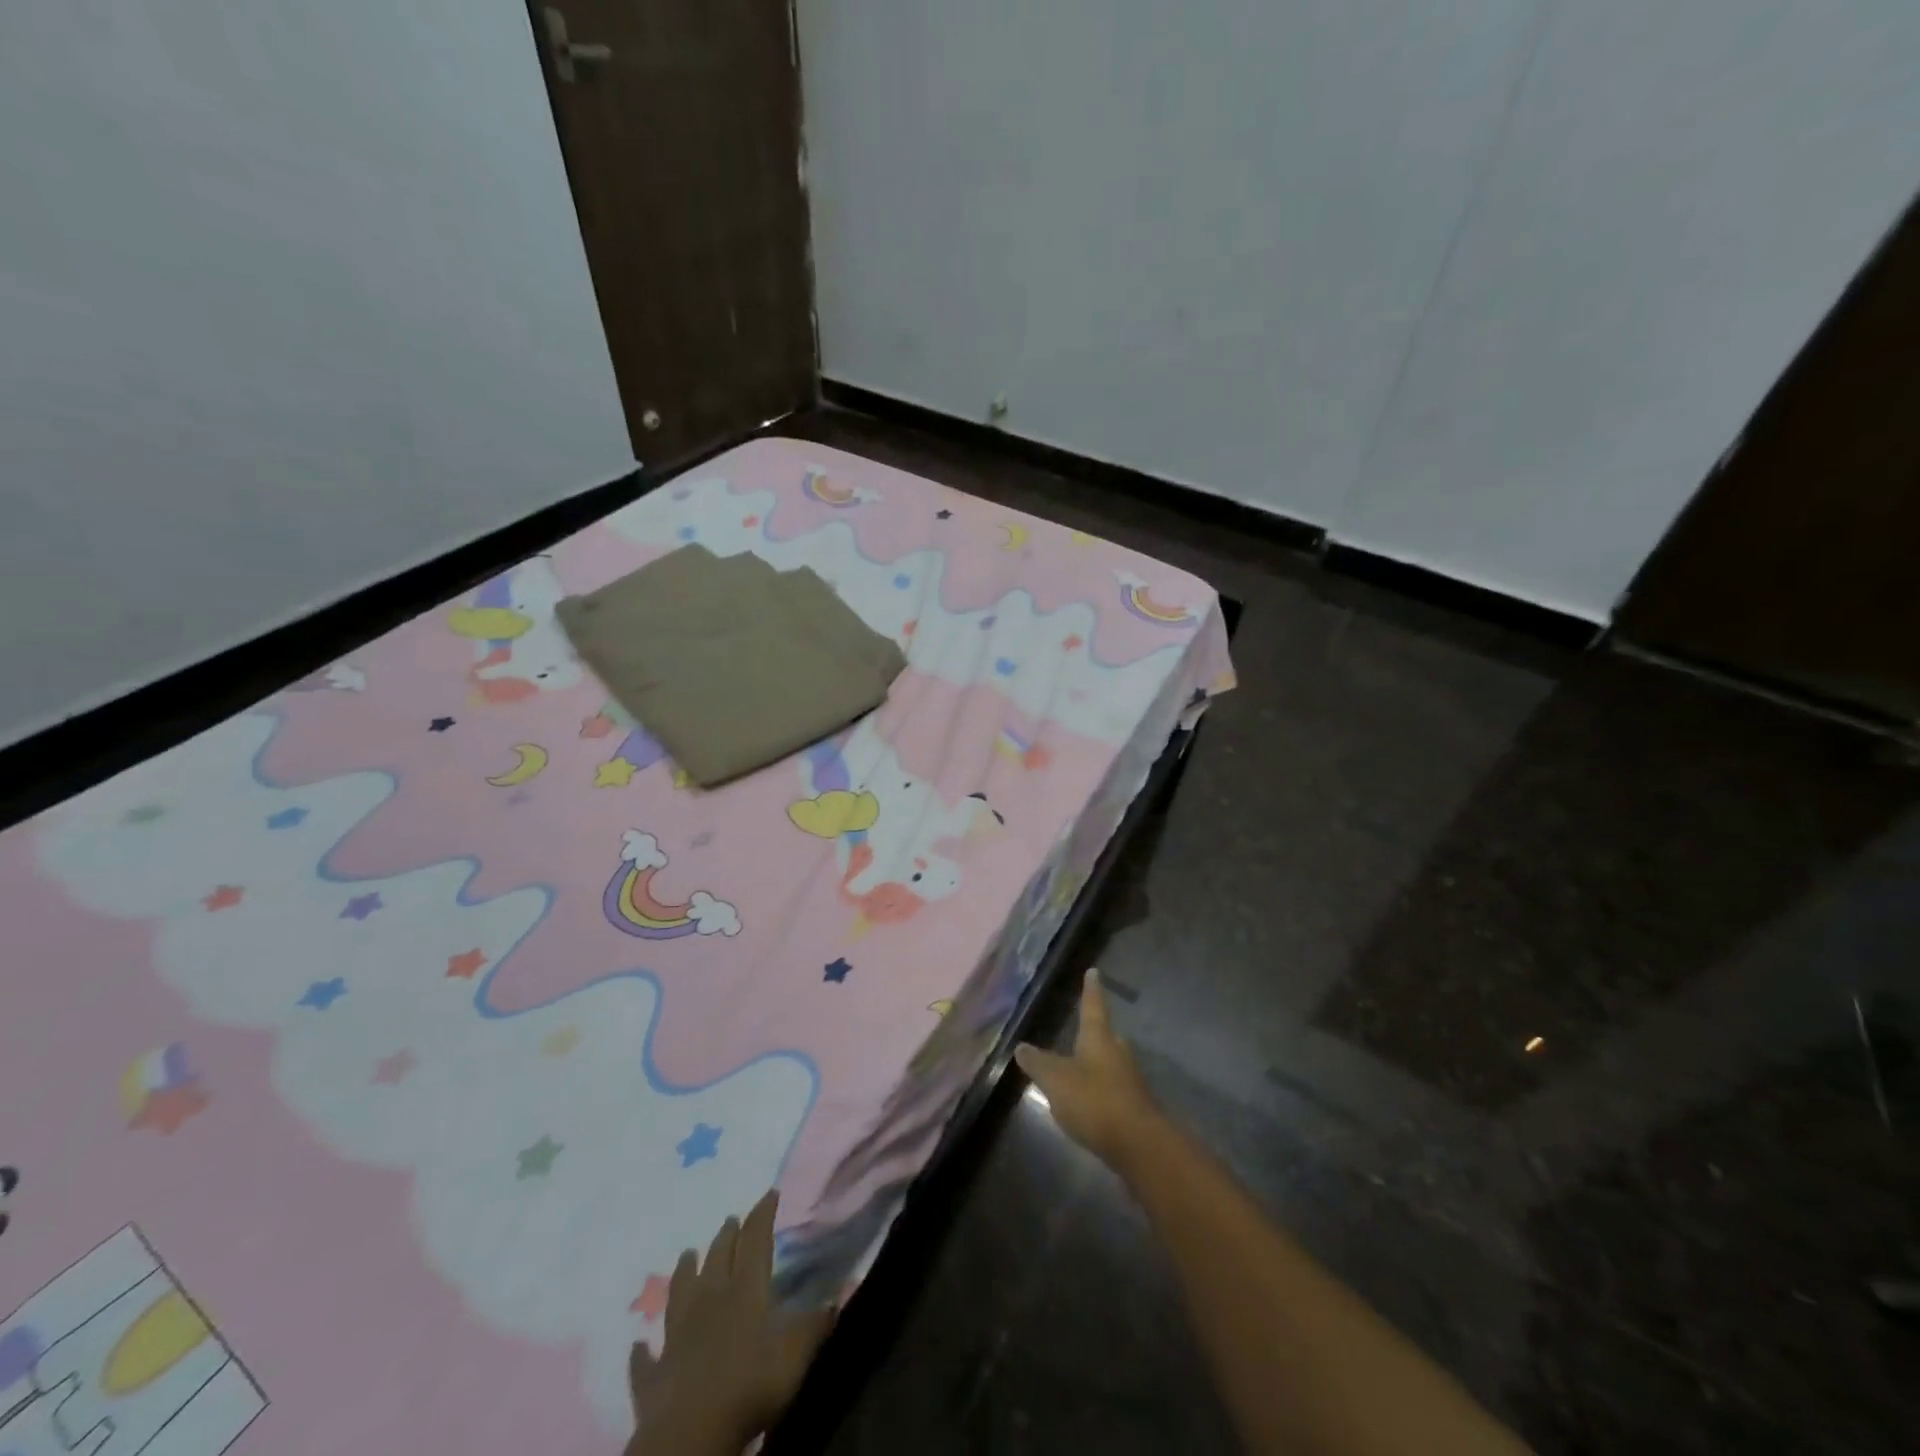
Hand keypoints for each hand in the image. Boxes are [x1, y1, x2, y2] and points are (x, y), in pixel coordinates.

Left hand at [625, 1189, 834, 1455]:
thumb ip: (815, 1325)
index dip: (763, 1215)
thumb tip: (835, 1299)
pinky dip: (644, 1350)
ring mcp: (677, 1335)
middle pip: (717, 1258)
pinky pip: (646, 1358)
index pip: (755, 1240)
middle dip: (727, 1236)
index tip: (770, 1193)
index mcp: (744, 1290)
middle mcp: (709, 1301)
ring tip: (688, 1254)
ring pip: (680, 1292)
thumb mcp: (795, 1354)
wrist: (690, 1434)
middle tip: (732, 1219)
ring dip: (685, 1272)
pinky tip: (639, 1344)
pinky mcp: (655, 1373)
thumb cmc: (749, 1385)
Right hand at [1014, 968, 1161, 1171]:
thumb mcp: (1056, 1080)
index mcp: (1099, 1038)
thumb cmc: (1094, 1101)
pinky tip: (1090, 1102)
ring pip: (1111, 1063)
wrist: (1139, 1145)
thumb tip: (1021, 1046)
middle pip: (1106, 1036)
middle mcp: (1118, 1053)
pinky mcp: (1135, 1107)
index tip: (1095, 972)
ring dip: (1098, 1064)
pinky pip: (1114, 1089)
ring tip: (1080, 1068)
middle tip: (1083, 1029)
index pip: (1093, 1006)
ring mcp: (1130, 1080)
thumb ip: (1038, 1063)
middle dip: (1095, 1032)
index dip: (1091, 990)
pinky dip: (1102, 1090)